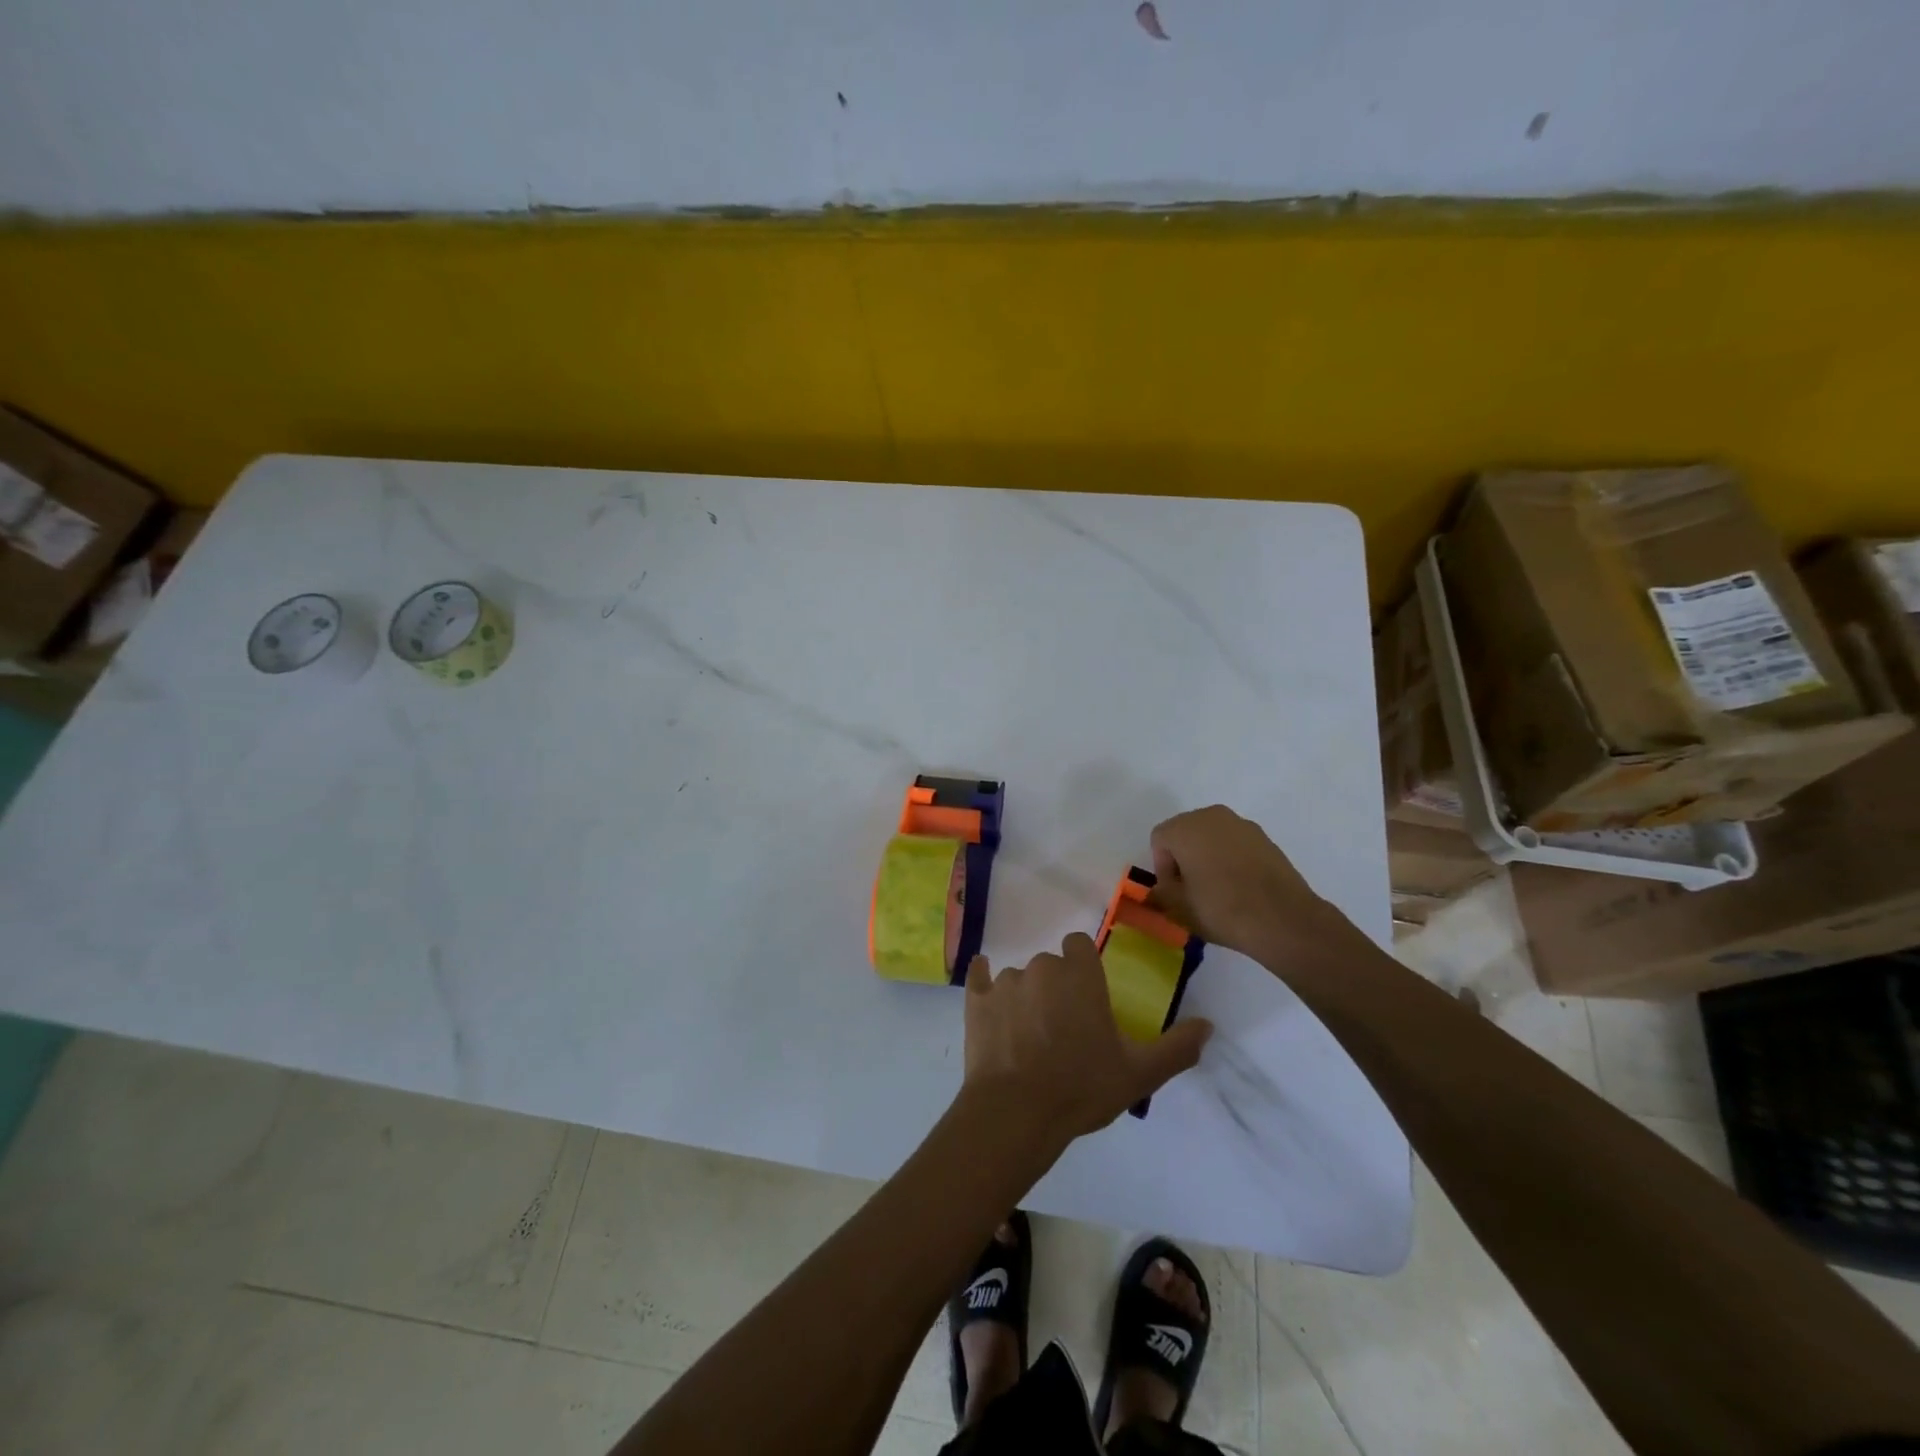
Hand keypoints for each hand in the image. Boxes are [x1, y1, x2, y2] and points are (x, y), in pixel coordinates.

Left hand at [962, 934, 1211, 1144]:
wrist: (1017, 1113)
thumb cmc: (1082, 1087)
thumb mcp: (1140, 1074)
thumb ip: (1177, 1048)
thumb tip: (1209, 1025)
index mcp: (1079, 974)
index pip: (1078, 944)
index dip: (1083, 966)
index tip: (1088, 996)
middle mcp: (1041, 967)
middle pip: (1050, 964)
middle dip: (1057, 987)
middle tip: (1063, 1028)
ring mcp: (1005, 982)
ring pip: (1019, 978)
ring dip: (1026, 997)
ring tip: (1030, 1039)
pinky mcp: (976, 1000)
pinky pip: (979, 977)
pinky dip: (984, 983)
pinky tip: (988, 998)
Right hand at [1149, 805, 1351, 957]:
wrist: (1284, 920)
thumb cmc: (1221, 909)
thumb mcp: (1178, 908)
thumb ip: (1160, 894)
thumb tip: (1158, 891)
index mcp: (1186, 827)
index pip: (1159, 840)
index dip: (1162, 868)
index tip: (1175, 893)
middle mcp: (1213, 816)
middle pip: (1185, 834)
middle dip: (1184, 859)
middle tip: (1192, 891)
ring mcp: (1243, 825)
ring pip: (1212, 839)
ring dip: (1208, 859)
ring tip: (1218, 891)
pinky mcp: (1266, 839)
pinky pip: (1236, 846)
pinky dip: (1231, 861)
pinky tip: (1241, 889)